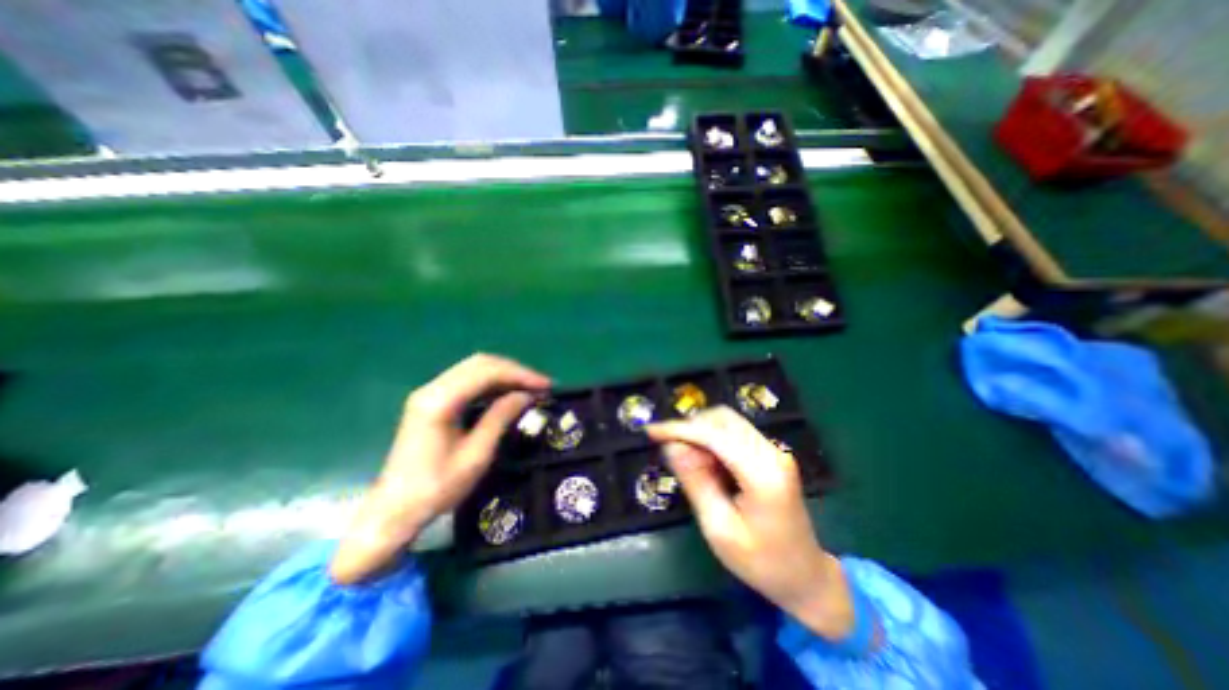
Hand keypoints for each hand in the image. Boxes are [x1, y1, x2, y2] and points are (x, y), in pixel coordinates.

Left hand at [332, 352, 552, 585]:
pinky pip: (467, 381)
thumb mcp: (476, 455)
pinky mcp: (431, 401)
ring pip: (474, 369)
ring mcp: (429, 393)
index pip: (486, 372)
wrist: (393, 511)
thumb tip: (526, 395)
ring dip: (504, 375)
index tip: (545, 385)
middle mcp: (432, 388)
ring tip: (529, 387)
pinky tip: (507, 393)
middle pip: (480, 363)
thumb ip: (500, 418)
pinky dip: (491, 383)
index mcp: (439, 401)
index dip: (520, 374)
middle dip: (514, 371)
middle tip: (540, 385)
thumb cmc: (436, 488)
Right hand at [644, 407, 856, 638]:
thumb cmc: (761, 563)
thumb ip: (696, 482)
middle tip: (673, 454)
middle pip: (723, 419)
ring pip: (728, 422)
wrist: (806, 577)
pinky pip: (734, 433)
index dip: (679, 429)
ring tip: (691, 464)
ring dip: (701, 434)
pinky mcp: (770, 454)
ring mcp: (773, 450)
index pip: (714, 435)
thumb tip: (671, 446)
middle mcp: (772, 452)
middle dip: (691, 429)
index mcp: (763, 473)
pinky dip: (713, 441)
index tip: (651, 431)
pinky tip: (707, 464)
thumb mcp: (719, 529)